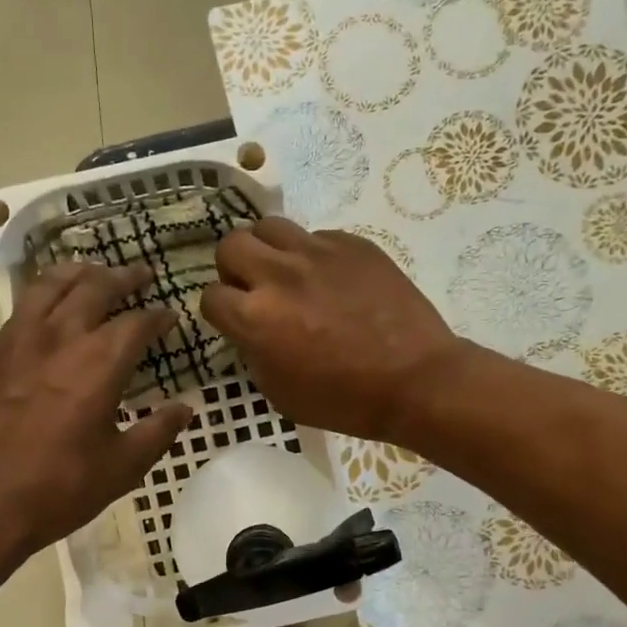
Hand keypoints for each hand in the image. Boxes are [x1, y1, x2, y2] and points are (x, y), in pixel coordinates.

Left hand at [0, 262, 190, 564]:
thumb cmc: (61, 487)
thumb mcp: (124, 466)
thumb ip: (159, 431)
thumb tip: (185, 408)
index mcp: (100, 362)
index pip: (138, 322)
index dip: (159, 316)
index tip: (171, 316)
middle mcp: (61, 337)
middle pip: (95, 287)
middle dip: (123, 277)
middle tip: (141, 274)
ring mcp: (19, 340)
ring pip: (51, 285)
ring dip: (79, 273)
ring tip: (93, 272)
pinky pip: (22, 308)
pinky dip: (44, 295)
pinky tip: (49, 307)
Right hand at [201, 219, 461, 441]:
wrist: (416, 379)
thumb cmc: (345, 400)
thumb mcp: (281, 393)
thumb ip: (254, 354)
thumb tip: (251, 331)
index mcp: (256, 318)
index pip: (210, 296)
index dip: (220, 311)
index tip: (235, 320)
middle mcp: (279, 276)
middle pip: (230, 245)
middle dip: (234, 269)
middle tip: (254, 289)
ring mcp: (317, 252)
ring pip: (269, 226)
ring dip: (268, 250)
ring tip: (286, 273)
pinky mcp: (352, 243)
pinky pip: (316, 235)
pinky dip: (312, 254)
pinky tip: (330, 279)